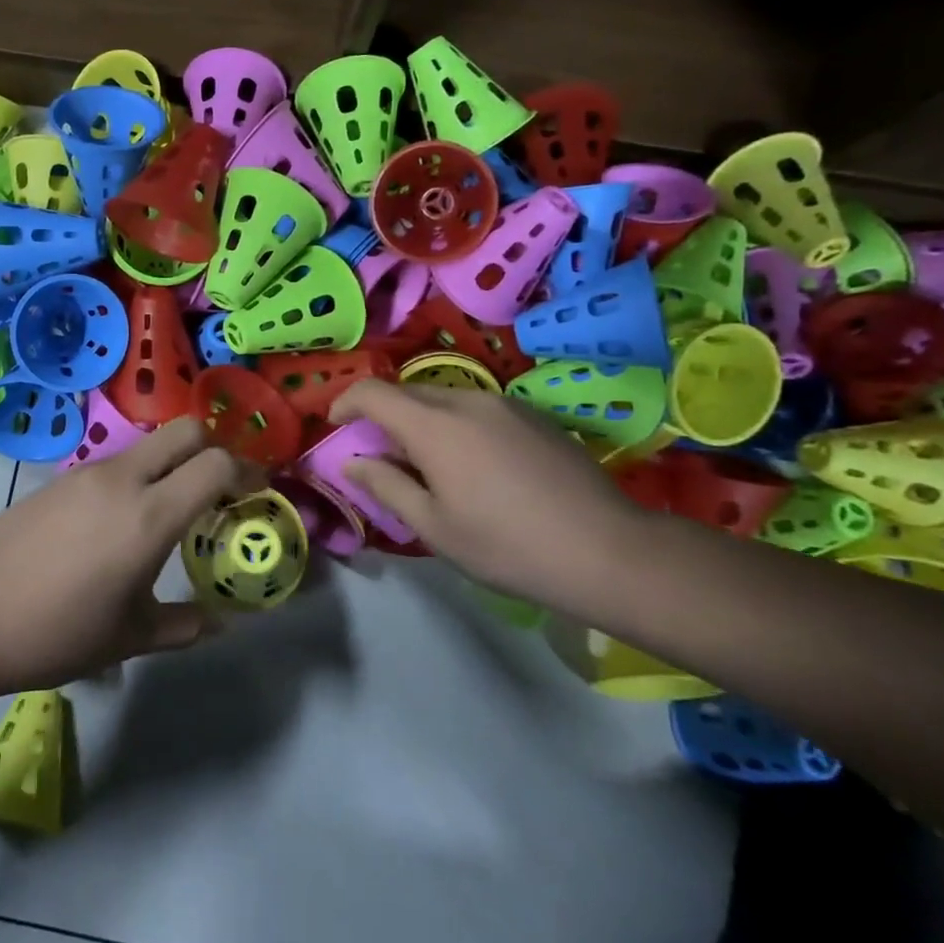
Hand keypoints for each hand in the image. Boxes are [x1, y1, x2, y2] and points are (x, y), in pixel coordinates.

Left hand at [0, 417, 260, 692]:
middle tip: (217, 491)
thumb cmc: (55, 634)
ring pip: (148, 445)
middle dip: (213, 449)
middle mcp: (122, 479)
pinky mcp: (59, 478)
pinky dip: (137, 477)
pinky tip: (119, 523)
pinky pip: (115, 463)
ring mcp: (86, 473)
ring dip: (171, 465)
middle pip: (185, 430)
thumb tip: (220, 622)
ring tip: (168, 512)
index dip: (247, 471)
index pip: (216, 464)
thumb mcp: (128, 638)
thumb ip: (183, 625)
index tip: (257, 493)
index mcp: (148, 516)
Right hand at [328, 380, 651, 604]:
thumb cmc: (507, 545)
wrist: (608, 550)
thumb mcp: (434, 526)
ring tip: (428, 464)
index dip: (346, 402)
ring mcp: (504, 404)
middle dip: (383, 415)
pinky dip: (456, 424)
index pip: (373, 392)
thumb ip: (386, 485)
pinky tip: (473, 465)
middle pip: (408, 393)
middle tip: (380, 455)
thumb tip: (353, 461)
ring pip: (444, 399)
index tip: (336, 424)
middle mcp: (466, 400)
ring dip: (422, 420)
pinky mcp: (532, 415)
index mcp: (434, 426)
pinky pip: (477, 408)